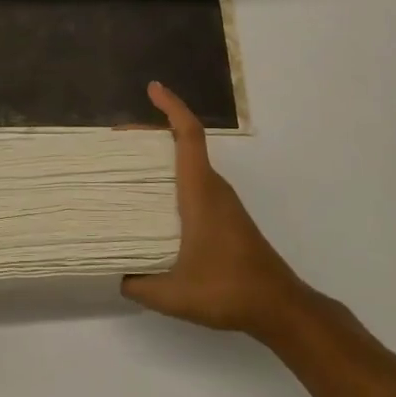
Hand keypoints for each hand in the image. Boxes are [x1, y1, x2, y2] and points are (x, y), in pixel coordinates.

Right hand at [121, 82, 308, 341]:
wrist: (280, 308)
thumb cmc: (228, 290)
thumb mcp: (172, 295)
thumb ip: (137, 283)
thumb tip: (117, 273)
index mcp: (200, 192)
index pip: (188, 135)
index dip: (171, 107)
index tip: (153, 88)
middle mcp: (213, 188)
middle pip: (184, 143)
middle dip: (151, 133)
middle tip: (115, 141)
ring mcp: (222, 202)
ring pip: (189, 164)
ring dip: (160, 158)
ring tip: (125, 168)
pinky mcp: (225, 217)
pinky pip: (194, 183)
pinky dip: (170, 179)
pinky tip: (152, 202)